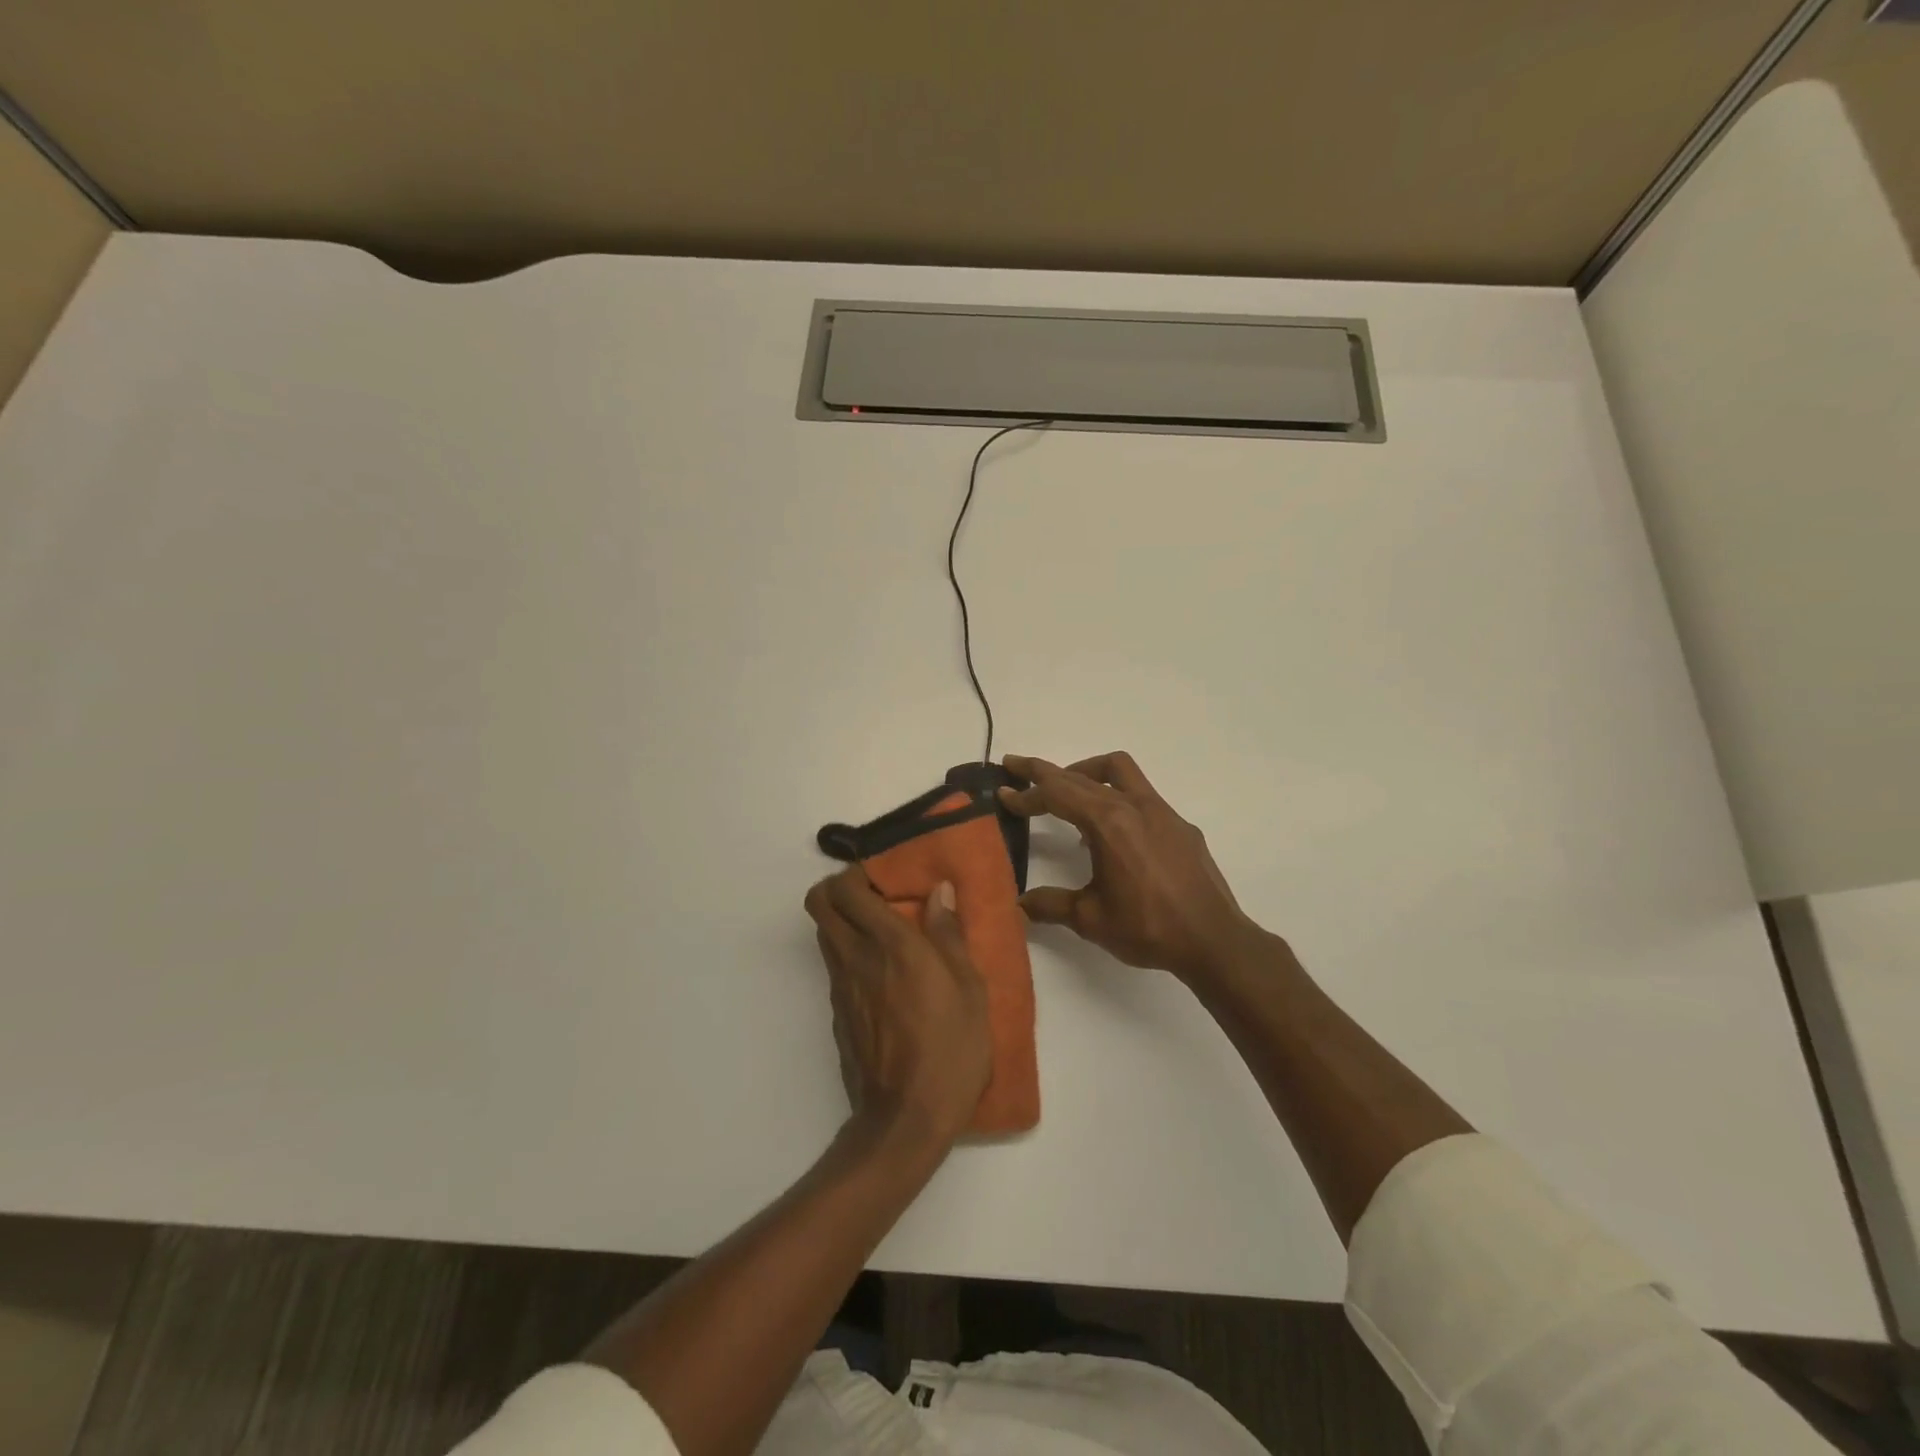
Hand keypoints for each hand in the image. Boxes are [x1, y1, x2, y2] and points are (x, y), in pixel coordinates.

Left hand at [803, 867, 992, 1152]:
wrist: (905, 1119)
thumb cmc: (950, 1049)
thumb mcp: (970, 990)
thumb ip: (950, 935)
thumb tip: (939, 891)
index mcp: (891, 945)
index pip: (846, 890)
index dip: (855, 874)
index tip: (883, 878)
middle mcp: (856, 958)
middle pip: (819, 904)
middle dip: (838, 889)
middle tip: (875, 897)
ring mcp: (841, 988)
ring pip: (824, 934)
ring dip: (843, 922)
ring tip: (882, 933)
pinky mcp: (837, 1015)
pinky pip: (835, 967)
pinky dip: (849, 956)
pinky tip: (883, 978)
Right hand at [1000, 752, 1260, 981]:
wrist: (1214, 940)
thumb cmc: (1148, 928)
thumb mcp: (1090, 919)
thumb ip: (1051, 905)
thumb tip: (1020, 903)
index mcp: (1108, 823)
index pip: (1057, 794)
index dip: (1026, 792)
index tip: (1003, 793)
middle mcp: (1134, 806)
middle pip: (1081, 774)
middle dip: (1045, 771)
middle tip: (1016, 767)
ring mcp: (1161, 812)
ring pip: (1118, 770)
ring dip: (1085, 772)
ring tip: (1066, 791)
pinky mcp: (1179, 825)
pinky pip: (1140, 795)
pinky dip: (1114, 797)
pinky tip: (1110, 833)